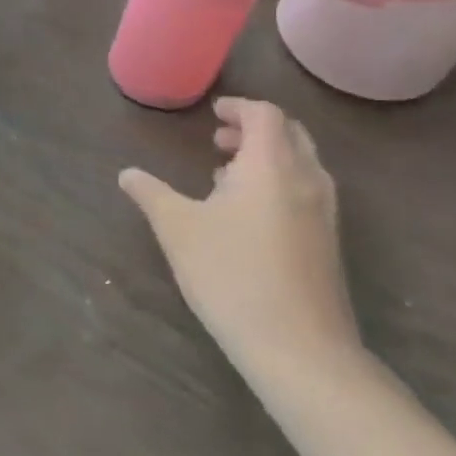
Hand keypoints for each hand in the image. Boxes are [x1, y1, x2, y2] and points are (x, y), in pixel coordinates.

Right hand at [119, 98, 359, 385]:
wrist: (299, 348)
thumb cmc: (232, 275)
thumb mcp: (178, 230)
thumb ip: (151, 194)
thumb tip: (126, 173)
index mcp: (272, 166)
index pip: (266, 115)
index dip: (239, 108)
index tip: (213, 114)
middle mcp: (306, 180)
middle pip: (290, 134)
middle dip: (254, 129)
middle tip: (218, 139)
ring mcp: (324, 213)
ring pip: (301, 164)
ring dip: (267, 157)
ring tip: (226, 175)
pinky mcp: (328, 242)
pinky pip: (306, 191)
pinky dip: (279, 183)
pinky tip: (248, 216)